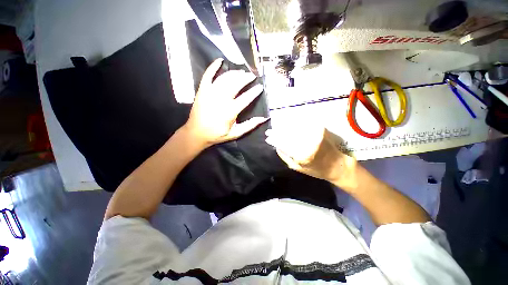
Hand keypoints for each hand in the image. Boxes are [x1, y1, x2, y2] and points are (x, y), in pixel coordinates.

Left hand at [184, 58, 267, 147]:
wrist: (196, 133)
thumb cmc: (217, 134)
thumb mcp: (236, 133)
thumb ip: (250, 125)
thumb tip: (263, 118)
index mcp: (230, 112)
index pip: (245, 98)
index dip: (254, 92)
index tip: (260, 86)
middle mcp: (220, 100)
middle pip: (235, 84)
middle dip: (245, 78)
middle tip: (252, 75)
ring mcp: (210, 93)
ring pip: (224, 78)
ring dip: (234, 73)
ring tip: (242, 72)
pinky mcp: (202, 90)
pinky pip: (208, 75)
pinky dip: (213, 67)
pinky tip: (220, 61)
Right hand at [265, 126, 355, 185]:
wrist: (337, 165)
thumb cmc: (316, 170)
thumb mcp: (297, 168)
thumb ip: (285, 156)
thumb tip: (277, 146)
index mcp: (301, 155)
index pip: (283, 142)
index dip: (274, 138)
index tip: (268, 136)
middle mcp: (308, 143)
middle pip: (288, 133)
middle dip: (278, 131)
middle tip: (272, 130)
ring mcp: (314, 135)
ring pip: (295, 127)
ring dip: (285, 126)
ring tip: (280, 127)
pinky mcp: (320, 129)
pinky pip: (304, 125)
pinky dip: (296, 124)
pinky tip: (291, 125)